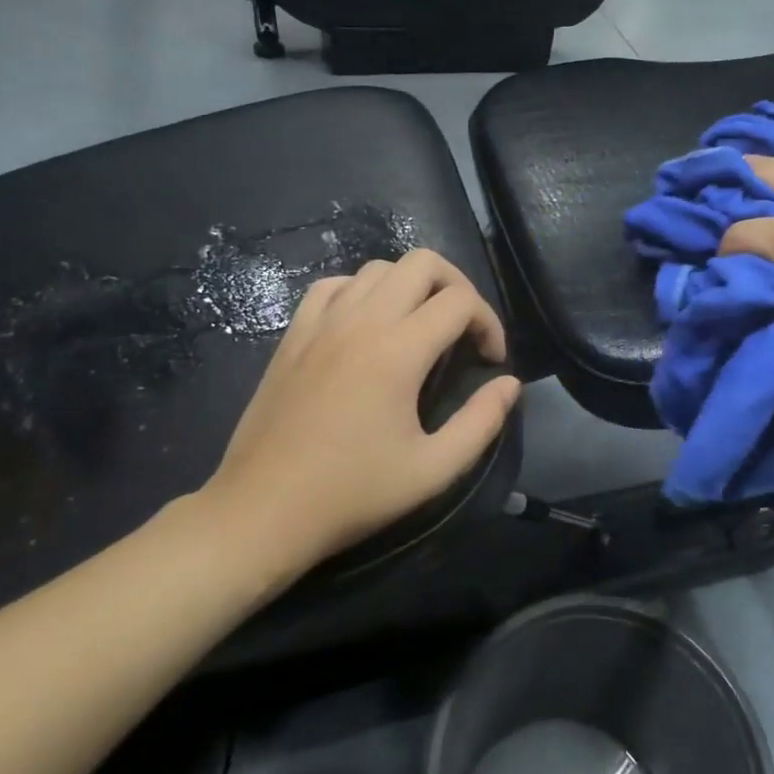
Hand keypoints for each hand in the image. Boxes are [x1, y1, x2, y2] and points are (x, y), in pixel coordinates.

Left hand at [190, 249, 521, 576]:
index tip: (491, 361)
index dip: (489, 322)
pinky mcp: (293, 335)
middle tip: (464, 330)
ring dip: (411, 287)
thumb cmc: (352, 493)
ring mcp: (321, 323)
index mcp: (398, 351)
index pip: (460, 301)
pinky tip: (366, 324)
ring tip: (420, 327)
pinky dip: (361, 291)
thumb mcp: (433, 470)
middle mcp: (361, 322)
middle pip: (422, 262)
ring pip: (378, 268)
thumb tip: (510, 384)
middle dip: (457, 286)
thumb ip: (481, 422)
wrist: (263, 511)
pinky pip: (333, 285)